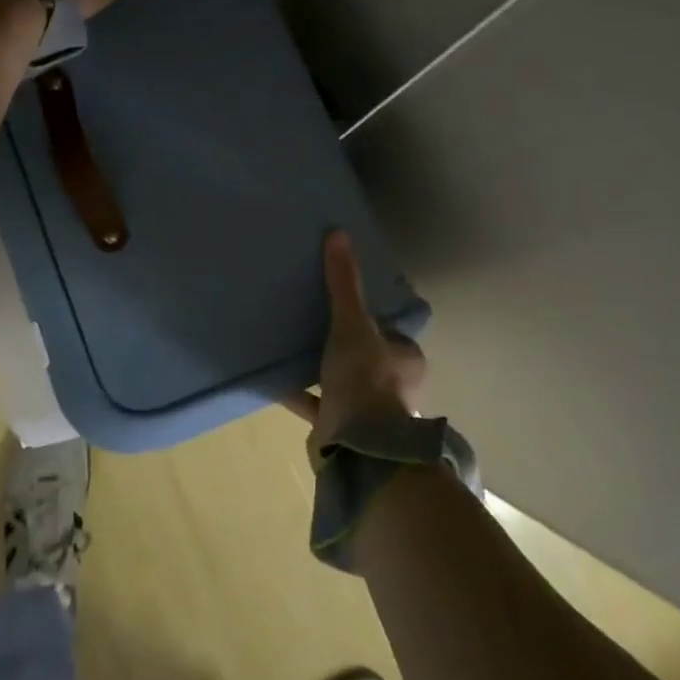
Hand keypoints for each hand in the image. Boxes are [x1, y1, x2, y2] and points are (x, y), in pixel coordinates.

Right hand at [285, 232, 426, 455]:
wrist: (355, 445)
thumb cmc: (364, 378)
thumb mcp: (352, 323)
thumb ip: (344, 283)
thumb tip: (339, 233)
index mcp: (405, 359)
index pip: (390, 331)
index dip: (372, 318)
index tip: (346, 303)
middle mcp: (393, 386)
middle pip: (366, 356)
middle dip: (345, 344)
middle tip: (315, 319)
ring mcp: (367, 412)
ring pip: (342, 382)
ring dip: (322, 369)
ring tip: (292, 345)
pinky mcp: (340, 430)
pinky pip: (316, 404)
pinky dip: (299, 393)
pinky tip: (275, 378)